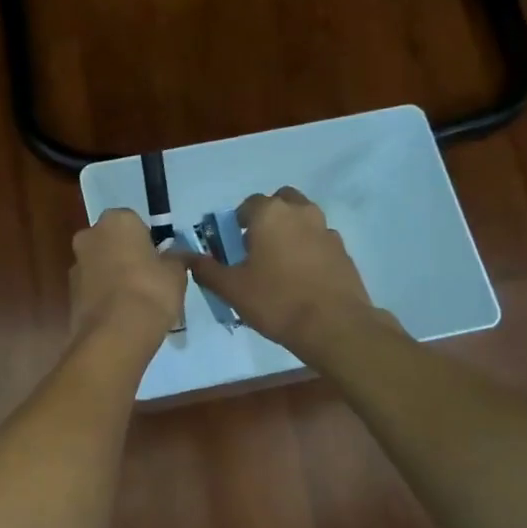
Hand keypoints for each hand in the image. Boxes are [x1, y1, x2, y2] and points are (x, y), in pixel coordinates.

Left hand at [70, 209, 186, 345]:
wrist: (115, 334)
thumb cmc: (151, 291)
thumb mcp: (176, 273)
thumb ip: (175, 259)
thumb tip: (176, 257)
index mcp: (116, 221)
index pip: (134, 222)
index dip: (148, 241)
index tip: (159, 261)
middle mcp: (89, 236)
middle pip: (112, 242)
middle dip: (126, 256)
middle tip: (148, 279)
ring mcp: (75, 265)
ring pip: (99, 265)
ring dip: (113, 277)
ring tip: (135, 303)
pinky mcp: (69, 294)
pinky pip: (92, 289)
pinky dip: (104, 297)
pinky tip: (120, 316)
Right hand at [179, 188, 394, 361]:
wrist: (333, 326)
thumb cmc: (276, 301)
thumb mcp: (231, 288)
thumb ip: (206, 269)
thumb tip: (183, 256)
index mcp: (270, 214)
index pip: (248, 204)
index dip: (237, 223)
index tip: (232, 246)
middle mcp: (300, 212)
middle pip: (280, 202)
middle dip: (267, 218)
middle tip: (256, 248)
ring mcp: (326, 230)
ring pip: (303, 219)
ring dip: (290, 231)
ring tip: (279, 264)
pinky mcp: (343, 251)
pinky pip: (319, 241)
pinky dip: (309, 250)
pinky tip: (302, 278)